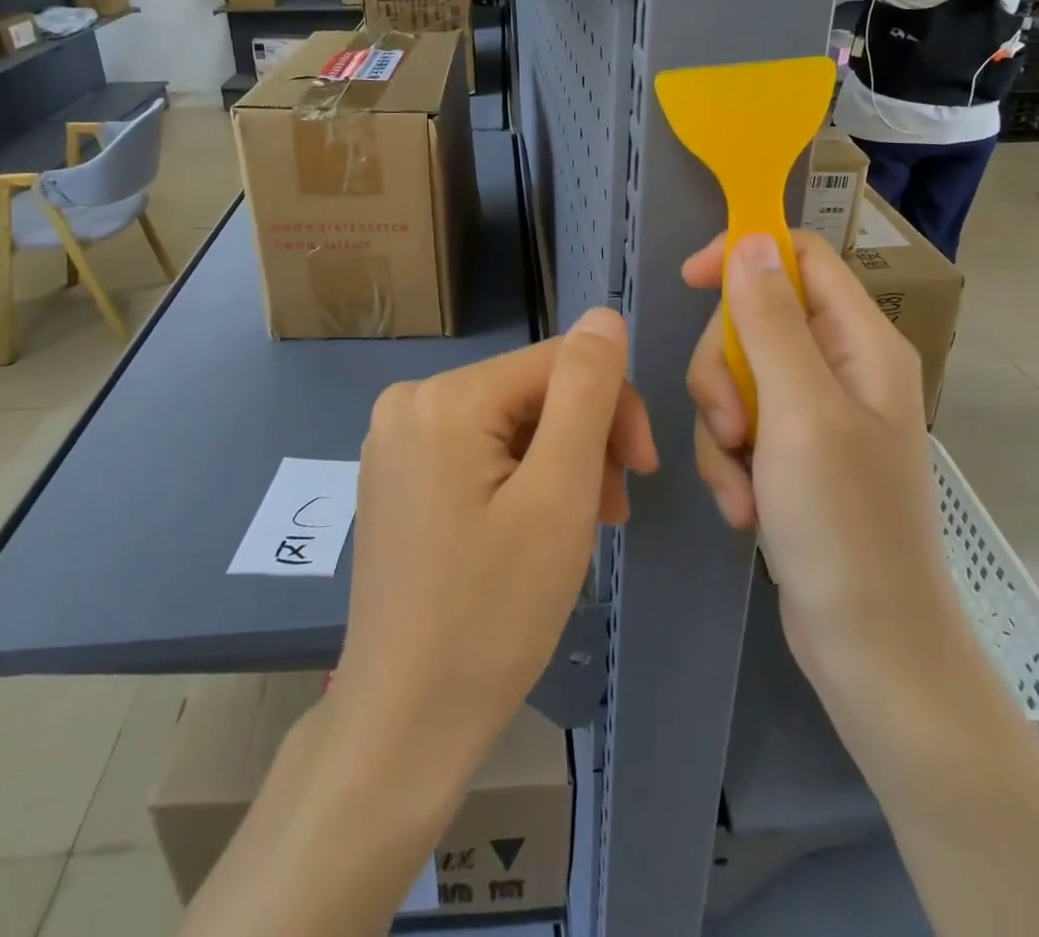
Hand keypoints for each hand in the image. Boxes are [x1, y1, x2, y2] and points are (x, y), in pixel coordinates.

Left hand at [334, 309, 656, 778]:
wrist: (405, 723)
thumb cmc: (492, 613)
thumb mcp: (558, 495)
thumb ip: (586, 392)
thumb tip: (605, 316)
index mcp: (443, 396)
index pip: (559, 360)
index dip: (612, 405)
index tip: (641, 469)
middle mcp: (409, 400)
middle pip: (533, 390)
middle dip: (586, 440)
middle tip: (612, 510)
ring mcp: (397, 439)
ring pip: (512, 421)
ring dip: (561, 462)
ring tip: (585, 524)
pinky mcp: (399, 474)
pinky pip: (480, 449)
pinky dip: (523, 477)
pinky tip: (540, 524)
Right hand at [681, 232, 955, 688]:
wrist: (870, 649)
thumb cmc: (846, 525)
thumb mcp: (800, 412)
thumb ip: (771, 321)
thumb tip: (751, 240)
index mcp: (860, 342)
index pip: (800, 256)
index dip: (745, 254)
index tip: (691, 280)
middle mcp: (840, 367)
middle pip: (754, 319)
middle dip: (723, 369)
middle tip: (730, 422)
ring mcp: (814, 413)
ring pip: (736, 376)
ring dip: (721, 427)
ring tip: (741, 481)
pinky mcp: (790, 454)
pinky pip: (737, 426)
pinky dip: (729, 463)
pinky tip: (745, 508)